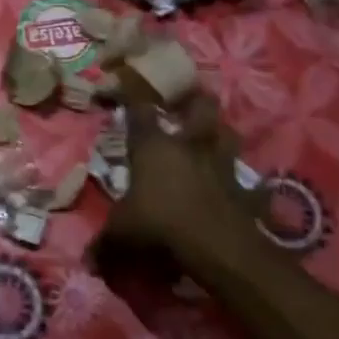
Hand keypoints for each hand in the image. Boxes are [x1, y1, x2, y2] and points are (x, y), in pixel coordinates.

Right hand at [90, 77, 262, 278]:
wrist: (217, 247)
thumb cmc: (160, 225)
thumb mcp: (121, 234)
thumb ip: (104, 243)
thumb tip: (87, 261)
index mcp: (153, 146)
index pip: (138, 107)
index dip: (131, 90)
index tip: (125, 77)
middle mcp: (188, 146)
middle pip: (200, 106)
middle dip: (196, 99)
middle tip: (189, 99)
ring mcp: (221, 165)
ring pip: (229, 134)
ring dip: (222, 133)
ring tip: (215, 136)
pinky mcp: (247, 190)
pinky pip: (251, 183)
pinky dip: (249, 185)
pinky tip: (244, 190)